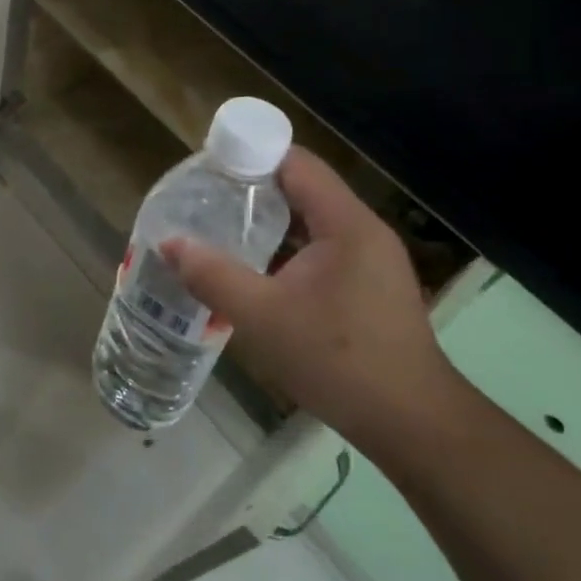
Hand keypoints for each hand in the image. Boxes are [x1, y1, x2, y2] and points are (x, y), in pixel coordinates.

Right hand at [162, 147, 463, 455]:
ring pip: (311, 223)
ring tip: (220, 233)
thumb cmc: (338, 360)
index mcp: (345, 224)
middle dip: (252, 191)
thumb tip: (169, 243)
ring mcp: (371, 261)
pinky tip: (256, 273)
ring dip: (269, 223)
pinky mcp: (370, 287)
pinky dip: (287, 251)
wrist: (411, 424)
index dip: (250, 156)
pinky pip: (321, 251)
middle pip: (302, 189)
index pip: (296, 162)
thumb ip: (213, 276)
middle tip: (204, 203)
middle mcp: (363, 231)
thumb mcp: (262, 318)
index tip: (208, 170)